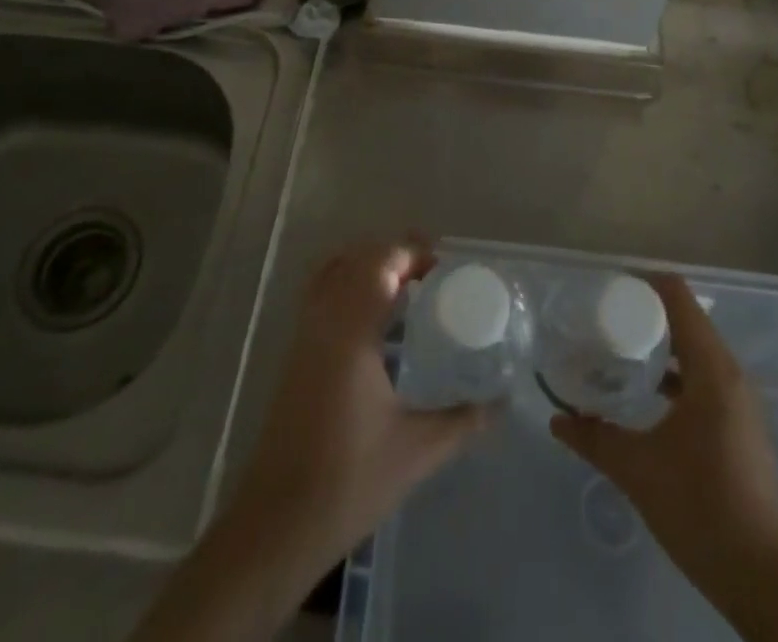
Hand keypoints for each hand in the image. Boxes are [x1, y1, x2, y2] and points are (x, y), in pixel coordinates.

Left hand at [223, 239, 487, 588]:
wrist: (276, 525)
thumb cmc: (348, 482)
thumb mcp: (416, 451)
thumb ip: (463, 421)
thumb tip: (501, 403)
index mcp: (351, 332)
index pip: (380, 263)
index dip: (411, 252)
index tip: (444, 264)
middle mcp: (324, 321)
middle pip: (356, 259)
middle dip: (394, 255)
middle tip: (432, 274)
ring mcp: (304, 336)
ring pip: (333, 273)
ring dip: (368, 266)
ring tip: (405, 286)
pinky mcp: (295, 355)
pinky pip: (321, 295)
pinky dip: (348, 285)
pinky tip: (374, 318)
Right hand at [552, 273, 777, 641]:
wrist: (765, 579)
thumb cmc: (702, 508)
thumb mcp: (637, 470)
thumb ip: (594, 438)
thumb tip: (557, 420)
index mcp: (711, 369)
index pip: (678, 297)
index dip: (642, 283)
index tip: (606, 287)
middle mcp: (730, 374)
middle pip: (686, 319)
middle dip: (645, 315)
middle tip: (602, 318)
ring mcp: (739, 401)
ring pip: (695, 351)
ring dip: (660, 346)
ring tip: (618, 350)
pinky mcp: (740, 425)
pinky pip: (704, 378)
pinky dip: (675, 373)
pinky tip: (647, 394)